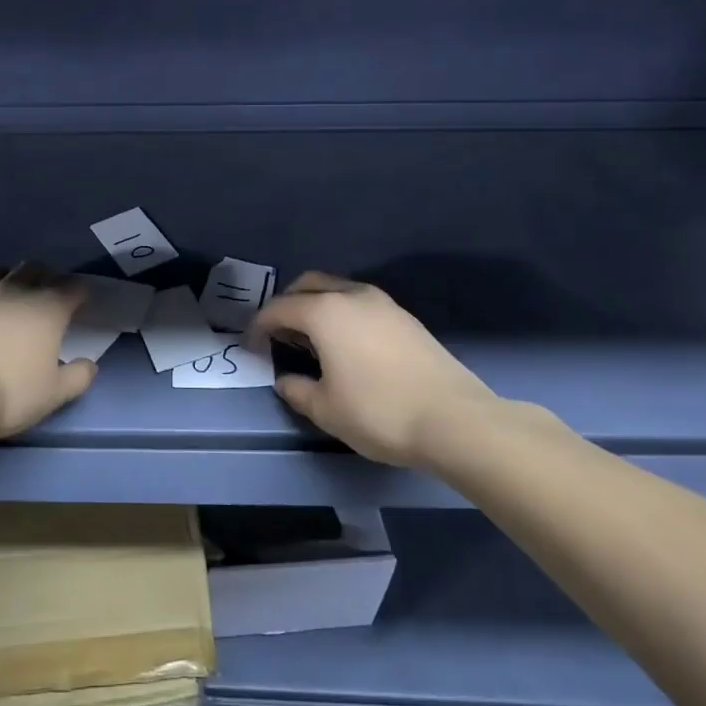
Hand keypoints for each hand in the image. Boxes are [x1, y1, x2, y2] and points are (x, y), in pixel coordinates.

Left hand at [0, 263, 95, 439]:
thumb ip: (77, 377)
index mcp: (47, 309)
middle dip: (46, 276)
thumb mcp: (54, 394)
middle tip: (49, 294)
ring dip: (12, 277)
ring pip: (1, 271)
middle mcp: (15, 292)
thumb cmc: (10, 392)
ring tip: (13, 294)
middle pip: (35, 268)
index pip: (73, 287)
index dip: (81, 291)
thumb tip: (89, 365)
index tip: (83, 301)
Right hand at [249, 272, 548, 467]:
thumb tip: (285, 380)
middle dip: (287, 304)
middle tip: (278, 334)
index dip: (259, 326)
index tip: (250, 346)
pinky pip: (359, 303)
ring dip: (316, 306)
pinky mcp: (405, 318)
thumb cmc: (379, 412)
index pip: (279, 309)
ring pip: (337, 290)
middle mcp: (352, 296)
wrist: (455, 420)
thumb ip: (298, 390)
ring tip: (310, 340)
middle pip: (308, 285)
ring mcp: (383, 303)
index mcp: (325, 312)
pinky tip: (345, 345)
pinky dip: (341, 314)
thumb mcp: (326, 409)